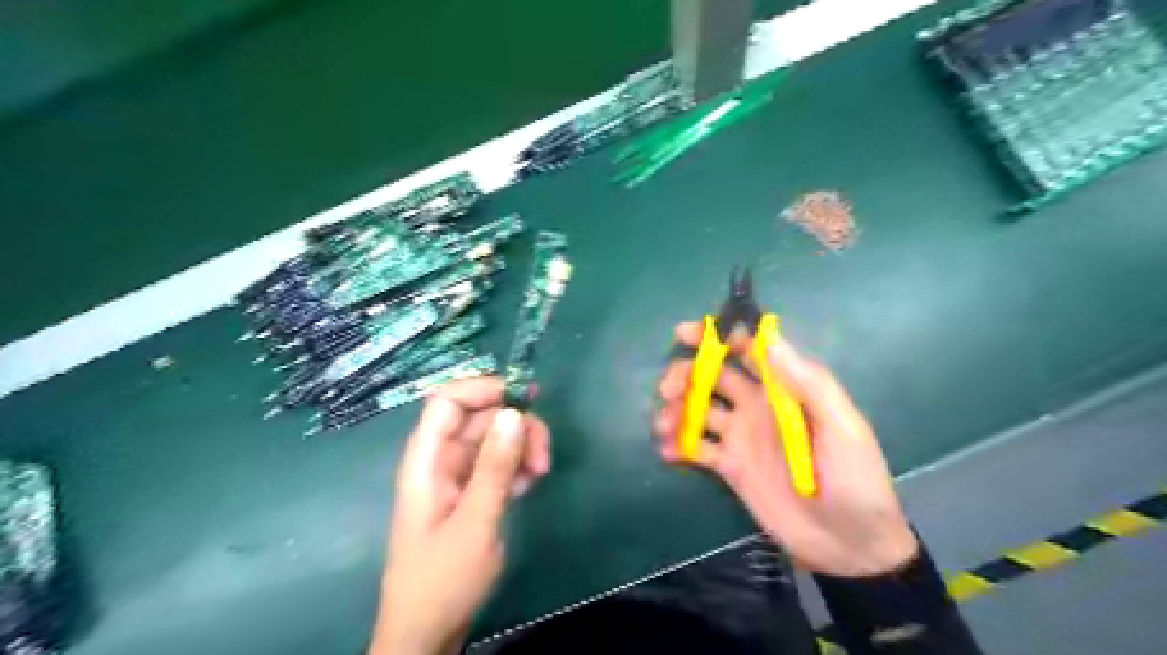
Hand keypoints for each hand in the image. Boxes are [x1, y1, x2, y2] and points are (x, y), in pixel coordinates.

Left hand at [376, 379, 552, 653]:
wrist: (428, 632)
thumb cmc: (443, 578)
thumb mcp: (476, 521)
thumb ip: (495, 466)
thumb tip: (514, 413)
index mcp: (427, 459)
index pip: (448, 401)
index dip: (483, 389)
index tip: (524, 398)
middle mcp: (441, 460)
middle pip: (480, 418)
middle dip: (515, 426)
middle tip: (543, 455)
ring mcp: (458, 477)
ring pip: (494, 439)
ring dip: (521, 447)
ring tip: (540, 473)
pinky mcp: (472, 493)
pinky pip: (498, 464)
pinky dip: (517, 467)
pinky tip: (530, 484)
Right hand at [653, 324, 916, 576]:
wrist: (849, 547)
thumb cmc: (854, 480)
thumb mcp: (842, 428)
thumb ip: (808, 384)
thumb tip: (769, 338)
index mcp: (786, 389)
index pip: (748, 350)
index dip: (717, 336)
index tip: (685, 334)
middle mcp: (758, 405)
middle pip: (714, 376)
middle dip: (686, 373)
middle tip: (668, 389)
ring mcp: (741, 436)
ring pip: (699, 409)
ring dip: (677, 409)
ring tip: (664, 424)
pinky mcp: (729, 466)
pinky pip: (697, 447)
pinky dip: (678, 444)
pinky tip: (668, 452)